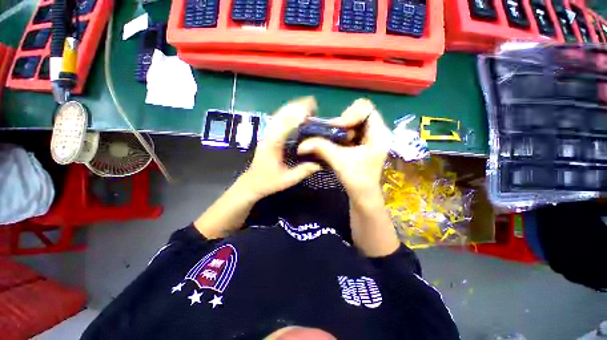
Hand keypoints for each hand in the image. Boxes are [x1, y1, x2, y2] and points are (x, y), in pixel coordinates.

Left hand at [240, 96, 322, 199]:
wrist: (251, 183)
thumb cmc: (268, 182)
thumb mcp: (288, 179)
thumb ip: (303, 171)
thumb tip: (320, 163)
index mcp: (274, 145)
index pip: (287, 124)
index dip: (299, 114)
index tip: (312, 107)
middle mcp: (269, 136)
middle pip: (282, 115)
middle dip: (296, 106)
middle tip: (312, 101)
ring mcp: (266, 135)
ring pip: (278, 116)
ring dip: (291, 108)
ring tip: (305, 104)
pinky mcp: (267, 137)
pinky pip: (276, 121)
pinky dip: (285, 114)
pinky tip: (293, 113)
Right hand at [297, 98, 390, 200]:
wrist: (363, 195)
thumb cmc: (357, 180)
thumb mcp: (339, 161)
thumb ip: (321, 148)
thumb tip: (301, 144)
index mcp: (379, 133)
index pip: (366, 108)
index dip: (349, 114)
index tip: (337, 128)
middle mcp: (377, 131)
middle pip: (359, 113)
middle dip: (343, 122)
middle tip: (332, 133)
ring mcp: (370, 137)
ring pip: (353, 122)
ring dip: (340, 128)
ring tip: (332, 138)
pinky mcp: (363, 143)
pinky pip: (350, 130)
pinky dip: (340, 134)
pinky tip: (334, 142)